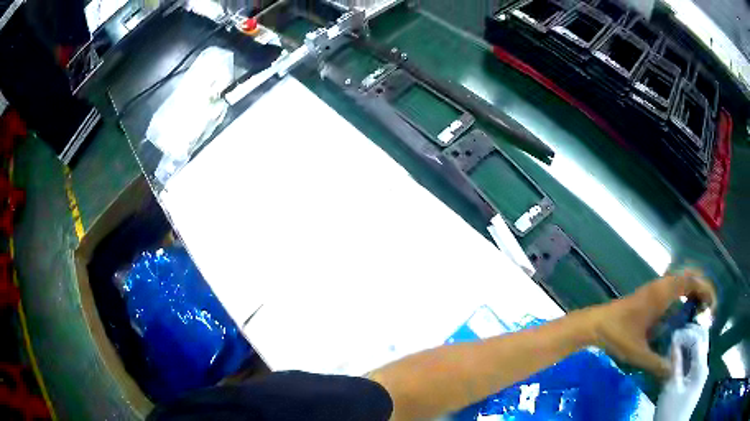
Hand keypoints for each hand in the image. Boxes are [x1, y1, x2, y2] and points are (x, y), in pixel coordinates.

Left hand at [583, 269, 715, 377]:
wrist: (595, 323)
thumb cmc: (618, 335)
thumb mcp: (639, 353)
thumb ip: (657, 364)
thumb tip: (673, 373)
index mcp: (663, 293)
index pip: (692, 281)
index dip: (706, 289)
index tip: (711, 307)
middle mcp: (662, 285)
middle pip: (690, 276)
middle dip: (702, 289)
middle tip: (707, 310)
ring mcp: (655, 287)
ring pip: (681, 280)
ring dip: (693, 290)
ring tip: (699, 311)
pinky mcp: (650, 294)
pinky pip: (673, 287)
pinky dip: (684, 293)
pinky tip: (683, 312)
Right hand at [654, 324, 709, 420]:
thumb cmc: (671, 411)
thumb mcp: (671, 388)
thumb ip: (675, 362)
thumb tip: (675, 338)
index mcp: (701, 366)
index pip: (698, 338)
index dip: (687, 332)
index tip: (674, 331)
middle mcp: (704, 365)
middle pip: (701, 341)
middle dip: (690, 334)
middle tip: (676, 334)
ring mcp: (701, 373)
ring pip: (699, 350)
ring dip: (689, 344)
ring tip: (675, 344)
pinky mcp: (696, 380)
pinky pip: (695, 360)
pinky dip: (688, 355)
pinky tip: (679, 357)